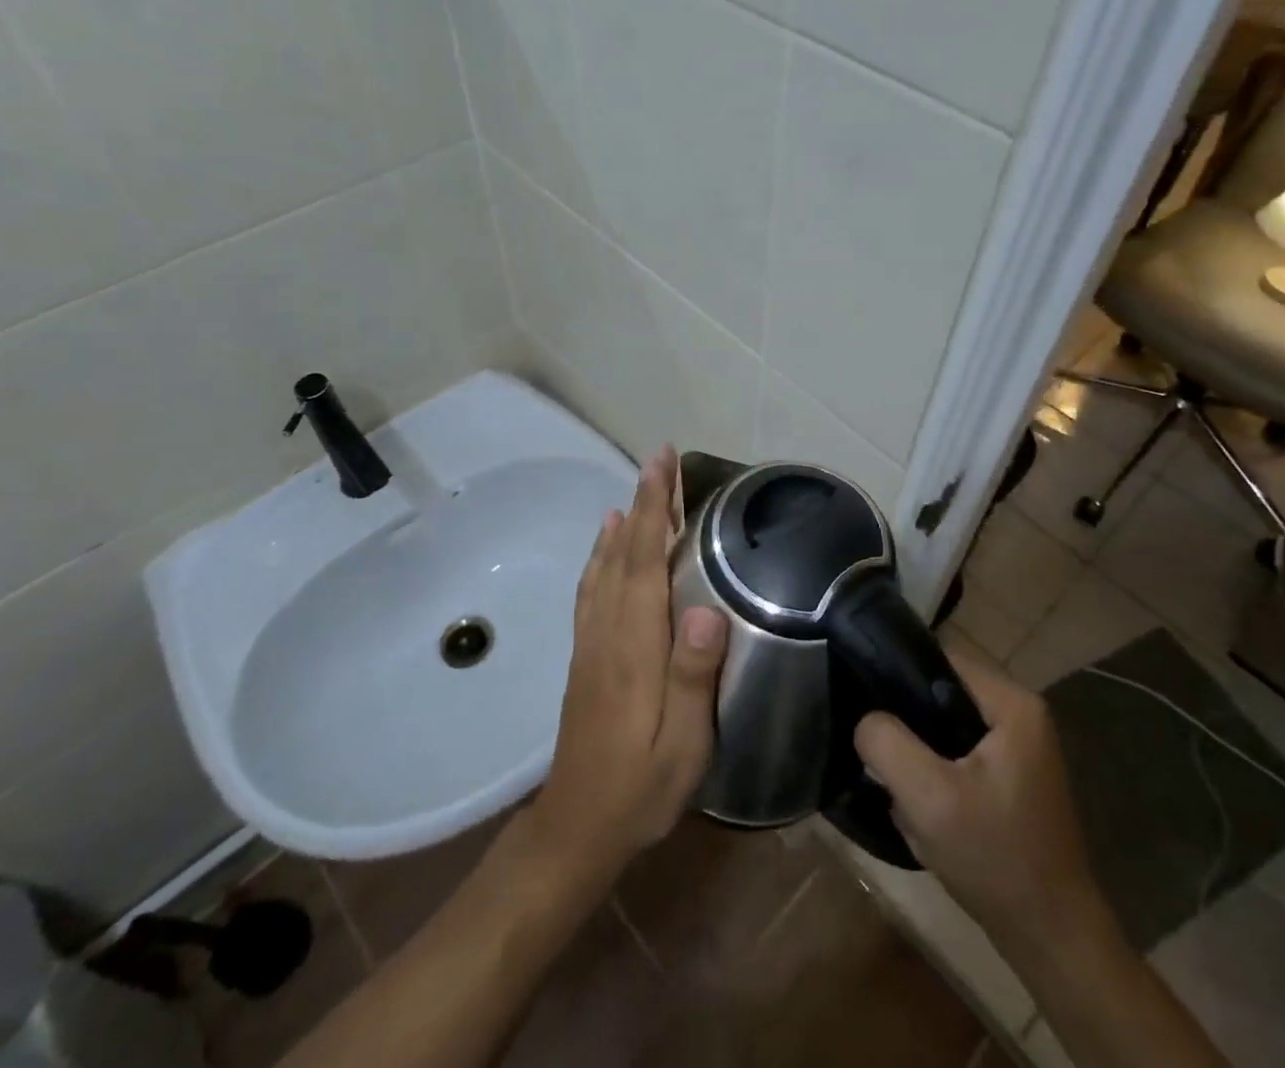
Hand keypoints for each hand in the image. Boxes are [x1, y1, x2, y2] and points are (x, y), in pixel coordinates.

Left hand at [530, 446, 726, 883]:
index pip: (643, 562)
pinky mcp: (586, 654)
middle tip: (658, 458)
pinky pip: (592, 589)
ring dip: (622, 521)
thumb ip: (693, 677)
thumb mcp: (683, 746)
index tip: (661, 465)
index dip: (653, 509)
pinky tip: (606, 545)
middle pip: (623, 552)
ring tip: (637, 488)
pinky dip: (600, 555)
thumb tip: (708, 611)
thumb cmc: (640, 787)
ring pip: (604, 566)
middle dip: (642, 500)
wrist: (577, 827)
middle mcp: (609, 631)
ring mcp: (592, 641)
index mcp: (635, 646)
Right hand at [855, 648, 1105, 952]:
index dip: (897, 676)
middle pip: (940, 693)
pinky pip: (957, 756)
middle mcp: (1020, 714)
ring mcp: (1018, 748)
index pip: (939, 659)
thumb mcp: (929, 798)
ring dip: (919, 755)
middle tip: (880, 755)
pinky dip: (936, 776)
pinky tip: (922, 809)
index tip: (865, 702)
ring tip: (899, 786)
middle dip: (908, 725)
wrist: (1052, 940)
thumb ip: (887, 743)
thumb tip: (866, 720)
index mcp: (1012, 703)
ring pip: (944, 728)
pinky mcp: (1010, 778)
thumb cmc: (996, 858)